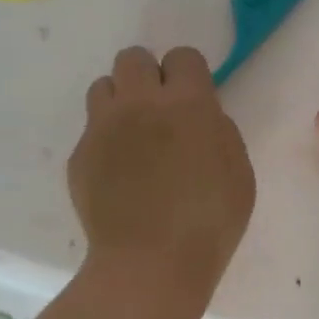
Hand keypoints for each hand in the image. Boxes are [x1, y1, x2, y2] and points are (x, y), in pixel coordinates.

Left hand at [70, 46, 255, 308]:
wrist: (151, 263)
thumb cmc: (210, 222)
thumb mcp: (239, 172)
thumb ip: (218, 131)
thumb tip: (199, 118)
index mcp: (187, 103)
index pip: (182, 56)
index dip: (188, 74)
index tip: (192, 99)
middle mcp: (139, 103)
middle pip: (133, 58)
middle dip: (148, 76)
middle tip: (159, 111)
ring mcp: (103, 128)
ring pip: (102, 86)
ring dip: (120, 102)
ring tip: (132, 135)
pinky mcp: (79, 155)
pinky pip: (90, 131)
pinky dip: (104, 143)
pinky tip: (117, 174)